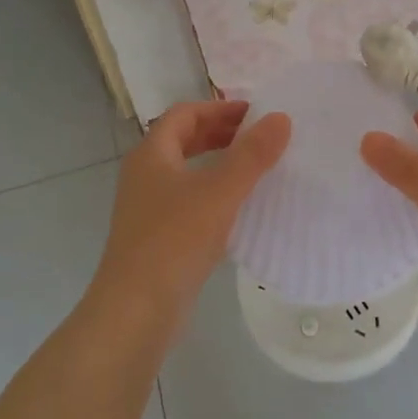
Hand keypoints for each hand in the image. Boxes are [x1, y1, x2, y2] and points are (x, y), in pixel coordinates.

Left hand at [93, 101, 291, 328]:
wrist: (136, 310)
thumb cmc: (174, 240)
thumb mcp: (220, 192)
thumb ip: (252, 155)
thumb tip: (281, 117)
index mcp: (152, 154)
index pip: (185, 114)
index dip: (219, 108)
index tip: (255, 113)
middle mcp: (145, 174)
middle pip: (183, 140)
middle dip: (220, 133)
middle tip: (259, 137)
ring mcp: (148, 207)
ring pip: (186, 172)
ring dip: (218, 163)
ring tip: (254, 167)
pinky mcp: (157, 236)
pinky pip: (188, 200)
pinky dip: (213, 193)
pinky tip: (238, 208)